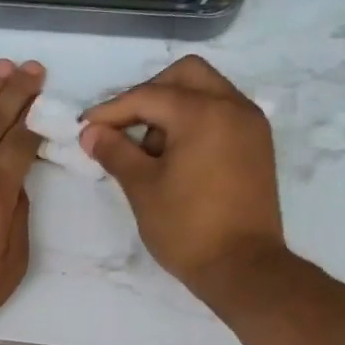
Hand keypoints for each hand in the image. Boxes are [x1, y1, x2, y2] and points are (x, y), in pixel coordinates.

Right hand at [80, 55, 286, 299]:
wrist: (243, 268)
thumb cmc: (187, 228)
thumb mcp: (142, 188)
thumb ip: (115, 152)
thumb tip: (91, 132)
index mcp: (203, 113)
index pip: (148, 96)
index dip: (112, 110)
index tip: (86, 128)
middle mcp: (234, 107)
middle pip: (185, 76)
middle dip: (150, 95)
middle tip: (125, 128)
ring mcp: (252, 126)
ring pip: (207, 92)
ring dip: (175, 108)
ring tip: (151, 152)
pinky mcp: (258, 146)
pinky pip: (223, 115)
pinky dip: (198, 122)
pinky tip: (178, 157)